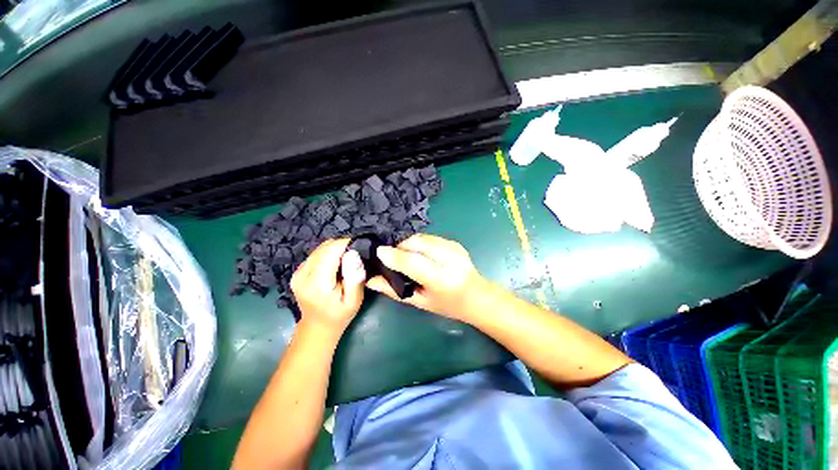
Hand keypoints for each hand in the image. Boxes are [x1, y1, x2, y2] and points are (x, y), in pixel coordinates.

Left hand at [291, 238, 365, 331]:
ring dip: (336, 249)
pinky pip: (316, 254)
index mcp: (317, 282)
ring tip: (347, 260)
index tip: (360, 247)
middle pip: (325, 247)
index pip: (331, 250)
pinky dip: (329, 254)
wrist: (317, 327)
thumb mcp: (354, 300)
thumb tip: (353, 254)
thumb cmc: (339, 315)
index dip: (347, 244)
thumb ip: (354, 277)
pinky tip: (336, 264)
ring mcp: (298, 272)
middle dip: (342, 246)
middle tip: (356, 256)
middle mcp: (303, 274)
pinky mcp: (298, 271)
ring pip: (320, 248)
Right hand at [367, 234, 488, 321]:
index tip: (378, 252)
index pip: (413, 262)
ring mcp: (453, 247)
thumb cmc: (447, 305)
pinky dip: (419, 243)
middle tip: (393, 257)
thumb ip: (394, 291)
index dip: (394, 255)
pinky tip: (421, 254)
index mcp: (441, 279)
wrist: (477, 296)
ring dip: (409, 244)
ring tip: (406, 256)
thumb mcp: (420, 302)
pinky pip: (429, 237)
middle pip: (416, 243)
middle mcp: (449, 259)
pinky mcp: (454, 242)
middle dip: (400, 247)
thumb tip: (371, 280)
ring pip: (421, 237)